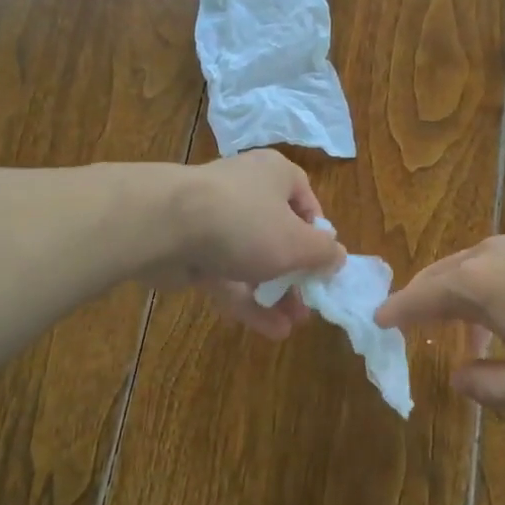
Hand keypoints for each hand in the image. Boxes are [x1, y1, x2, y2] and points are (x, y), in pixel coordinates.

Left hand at [162, 151, 345, 338]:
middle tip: (309, 303)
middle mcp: (247, 191)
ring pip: (252, 259)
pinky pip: (227, 275)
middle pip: (278, 233)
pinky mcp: (193, 250)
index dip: (318, 234)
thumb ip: (323, 253)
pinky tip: (270, 330)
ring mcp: (216, 221)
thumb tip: (338, 256)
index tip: (324, 264)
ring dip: (274, 293)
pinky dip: (247, 301)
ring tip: (293, 324)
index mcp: (276, 175)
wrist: (166, 226)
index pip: (305, 200)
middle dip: (296, 274)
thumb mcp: (298, 243)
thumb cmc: (246, 223)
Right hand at [376, 233, 504, 414]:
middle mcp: (491, 254)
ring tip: (470, 337)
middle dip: (423, 302)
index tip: (376, 322)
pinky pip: (502, 265)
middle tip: (411, 325)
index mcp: (476, 284)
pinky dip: (489, 289)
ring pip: (474, 268)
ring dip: (460, 299)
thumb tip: (458, 375)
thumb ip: (487, 388)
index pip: (419, 296)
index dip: (395, 312)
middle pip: (441, 274)